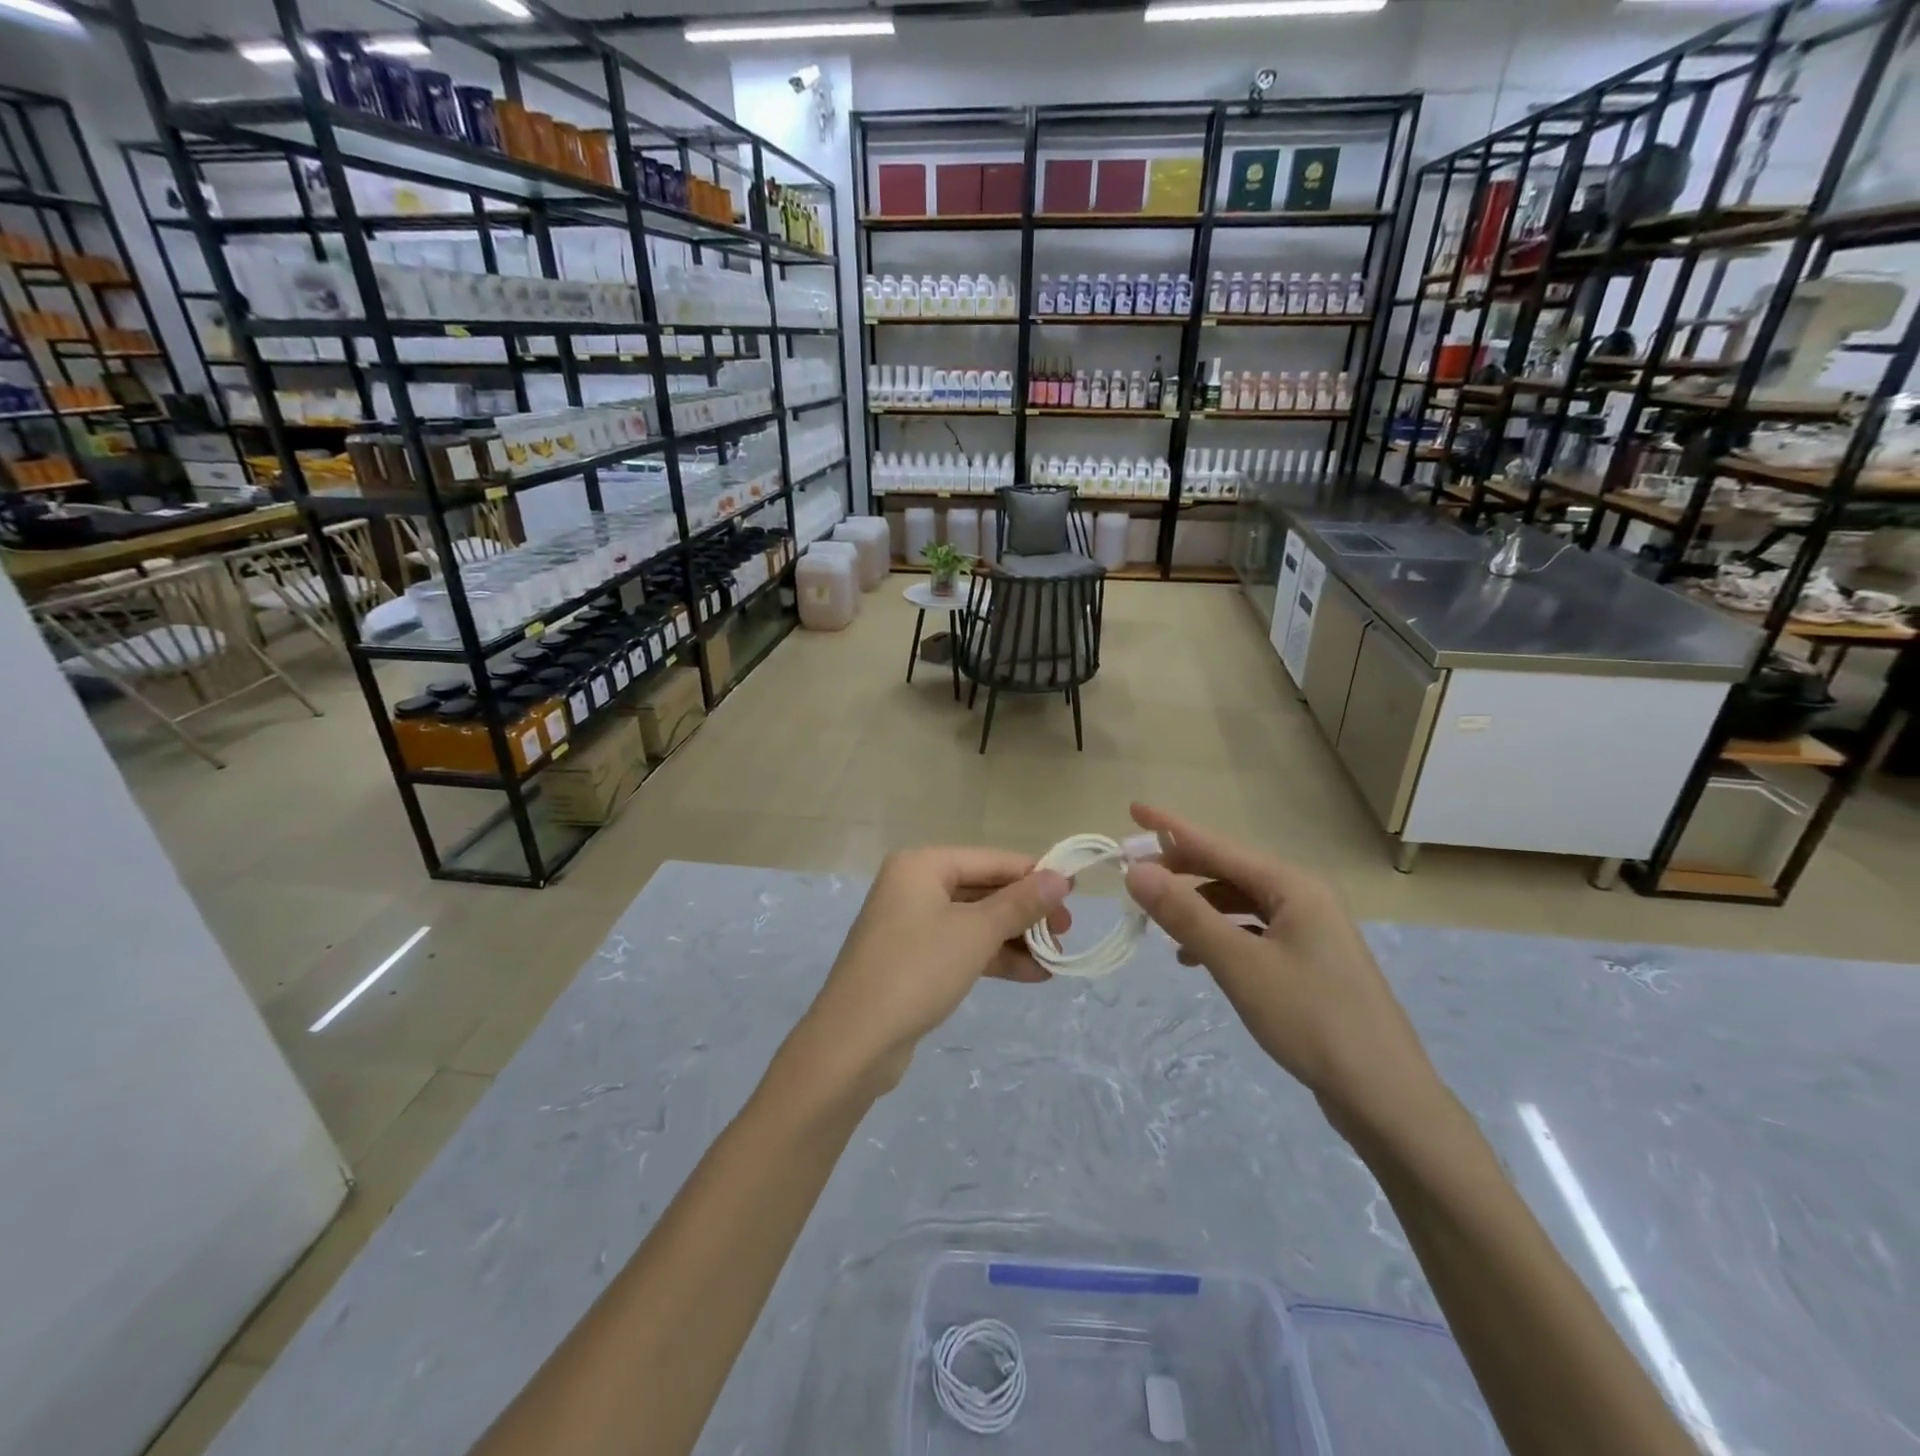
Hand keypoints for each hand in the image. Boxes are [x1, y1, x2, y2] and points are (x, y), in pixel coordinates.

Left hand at [795, 848, 1069, 1095]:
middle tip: (1066, 933)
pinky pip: (961, 946)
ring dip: (1015, 938)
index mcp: (922, 865)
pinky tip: (1031, 975)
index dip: (1034, 874)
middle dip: (1026, 912)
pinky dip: (993, 957)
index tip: (1075, 893)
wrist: (855, 1041)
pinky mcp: (912, 958)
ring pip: (975, 921)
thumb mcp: (976, 933)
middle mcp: (914, 886)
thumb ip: (1020, 904)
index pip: (991, 860)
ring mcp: (910, 924)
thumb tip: (1060, 878)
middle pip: (983, 889)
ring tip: (1056, 959)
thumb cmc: (917, 970)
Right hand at [1120, 804, 1436, 1133]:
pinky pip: (1252, 931)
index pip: (1218, 844)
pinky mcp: (1308, 961)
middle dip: (1180, 870)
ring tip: (1159, 924)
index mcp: (1292, 886)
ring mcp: (1309, 930)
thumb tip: (1136, 871)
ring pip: (1239, 903)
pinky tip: (1195, 958)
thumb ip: (1186, 914)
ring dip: (1197, 907)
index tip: (1133, 809)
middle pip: (1229, 870)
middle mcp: (1303, 897)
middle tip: (1133, 877)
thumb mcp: (1239, 965)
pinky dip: (1220, 935)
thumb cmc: (1312, 1020)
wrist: (1384, 1096)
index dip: (1171, 827)